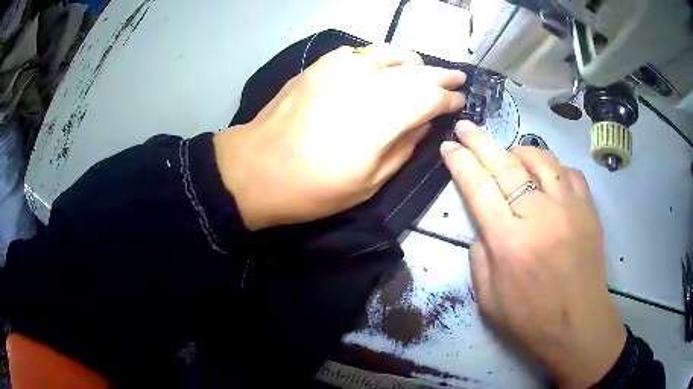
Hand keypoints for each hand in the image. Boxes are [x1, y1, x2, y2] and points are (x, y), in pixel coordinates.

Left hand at [215, 44, 465, 229]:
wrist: (255, 170)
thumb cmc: (312, 188)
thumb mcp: (368, 182)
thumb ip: (404, 148)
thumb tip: (425, 123)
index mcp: (380, 117)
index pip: (429, 97)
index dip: (448, 98)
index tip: (459, 101)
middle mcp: (364, 83)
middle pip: (414, 71)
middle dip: (439, 74)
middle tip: (456, 77)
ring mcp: (338, 70)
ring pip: (387, 54)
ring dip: (412, 59)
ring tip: (423, 66)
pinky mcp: (317, 67)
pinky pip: (356, 52)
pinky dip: (376, 55)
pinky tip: (382, 62)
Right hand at [441, 121, 625, 387]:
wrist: (578, 325)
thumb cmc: (530, 318)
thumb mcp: (487, 297)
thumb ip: (479, 254)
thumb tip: (485, 222)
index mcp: (509, 242)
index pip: (478, 187)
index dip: (461, 162)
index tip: (449, 146)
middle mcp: (539, 216)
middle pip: (504, 164)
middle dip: (480, 140)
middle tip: (465, 126)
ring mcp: (569, 208)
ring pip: (540, 158)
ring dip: (518, 150)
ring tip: (508, 154)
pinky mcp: (588, 208)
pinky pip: (568, 172)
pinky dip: (552, 167)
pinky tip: (546, 177)